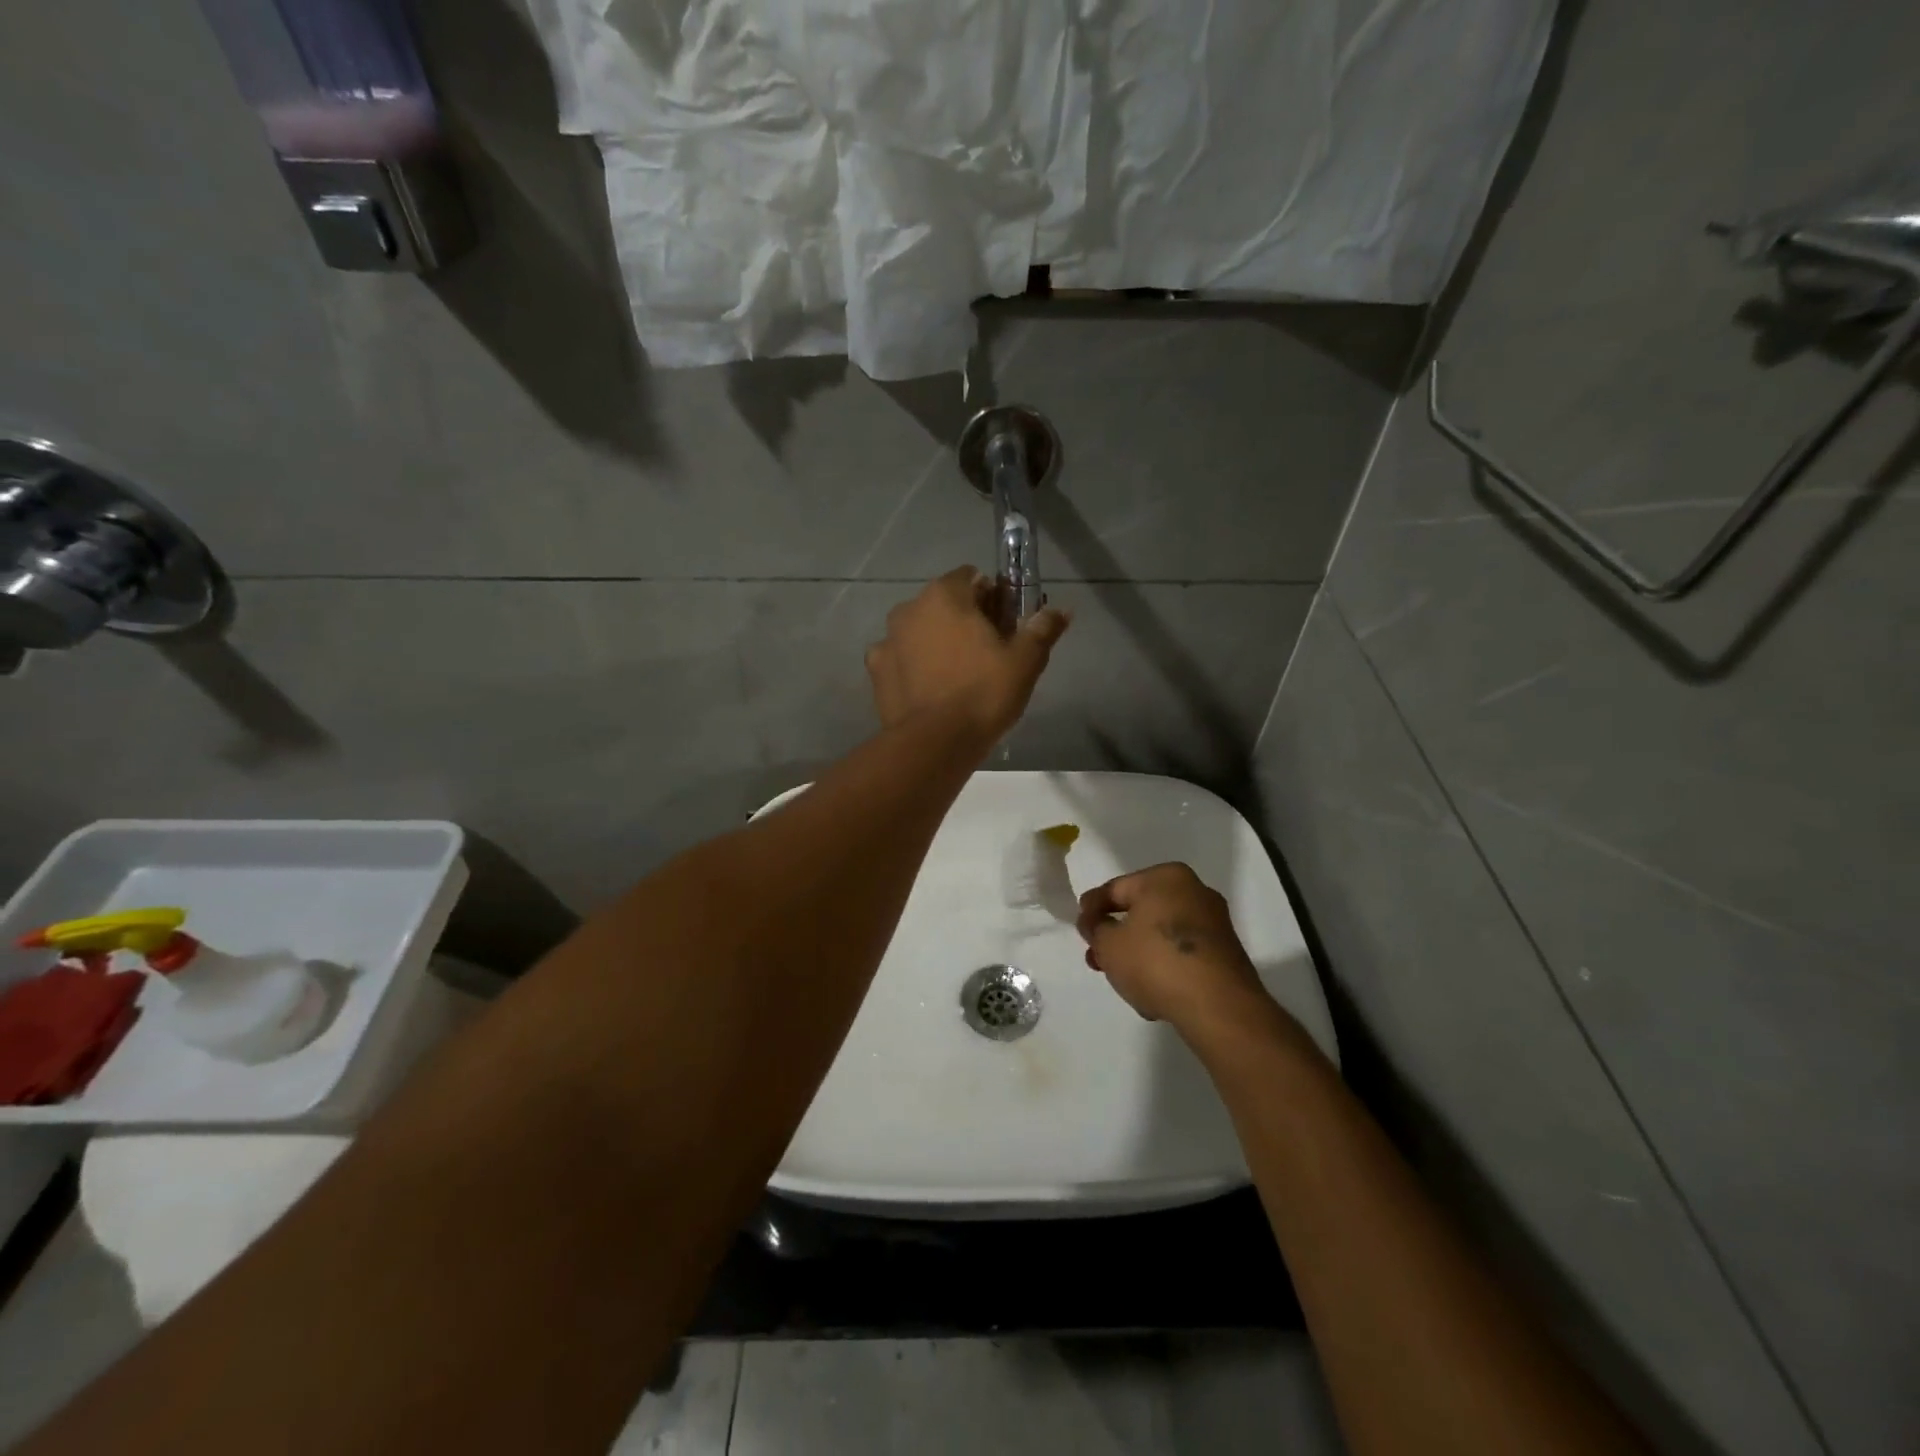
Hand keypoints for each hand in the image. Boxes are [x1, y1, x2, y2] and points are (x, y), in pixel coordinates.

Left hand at [866, 568, 1069, 738]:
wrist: (934, 743)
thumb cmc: (983, 693)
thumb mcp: (1025, 661)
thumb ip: (1042, 629)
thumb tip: (1061, 610)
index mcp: (945, 595)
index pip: (971, 578)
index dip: (992, 597)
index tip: (1006, 624)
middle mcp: (909, 608)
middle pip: (943, 603)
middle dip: (964, 619)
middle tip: (987, 652)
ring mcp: (887, 640)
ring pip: (919, 631)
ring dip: (936, 641)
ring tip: (957, 674)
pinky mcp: (876, 671)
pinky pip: (900, 659)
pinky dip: (913, 666)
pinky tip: (929, 688)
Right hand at [1077, 863, 1272, 1029]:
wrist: (1218, 1006)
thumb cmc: (1155, 961)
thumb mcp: (1109, 944)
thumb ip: (1095, 928)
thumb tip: (1096, 922)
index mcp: (1166, 877)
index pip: (1116, 888)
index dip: (1092, 908)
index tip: (1079, 927)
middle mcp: (1194, 891)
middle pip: (1141, 911)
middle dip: (1116, 935)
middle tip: (1096, 956)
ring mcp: (1214, 923)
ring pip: (1161, 935)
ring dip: (1138, 954)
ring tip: (1120, 979)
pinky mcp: (1225, 954)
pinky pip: (1183, 955)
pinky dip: (1164, 967)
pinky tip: (1150, 992)